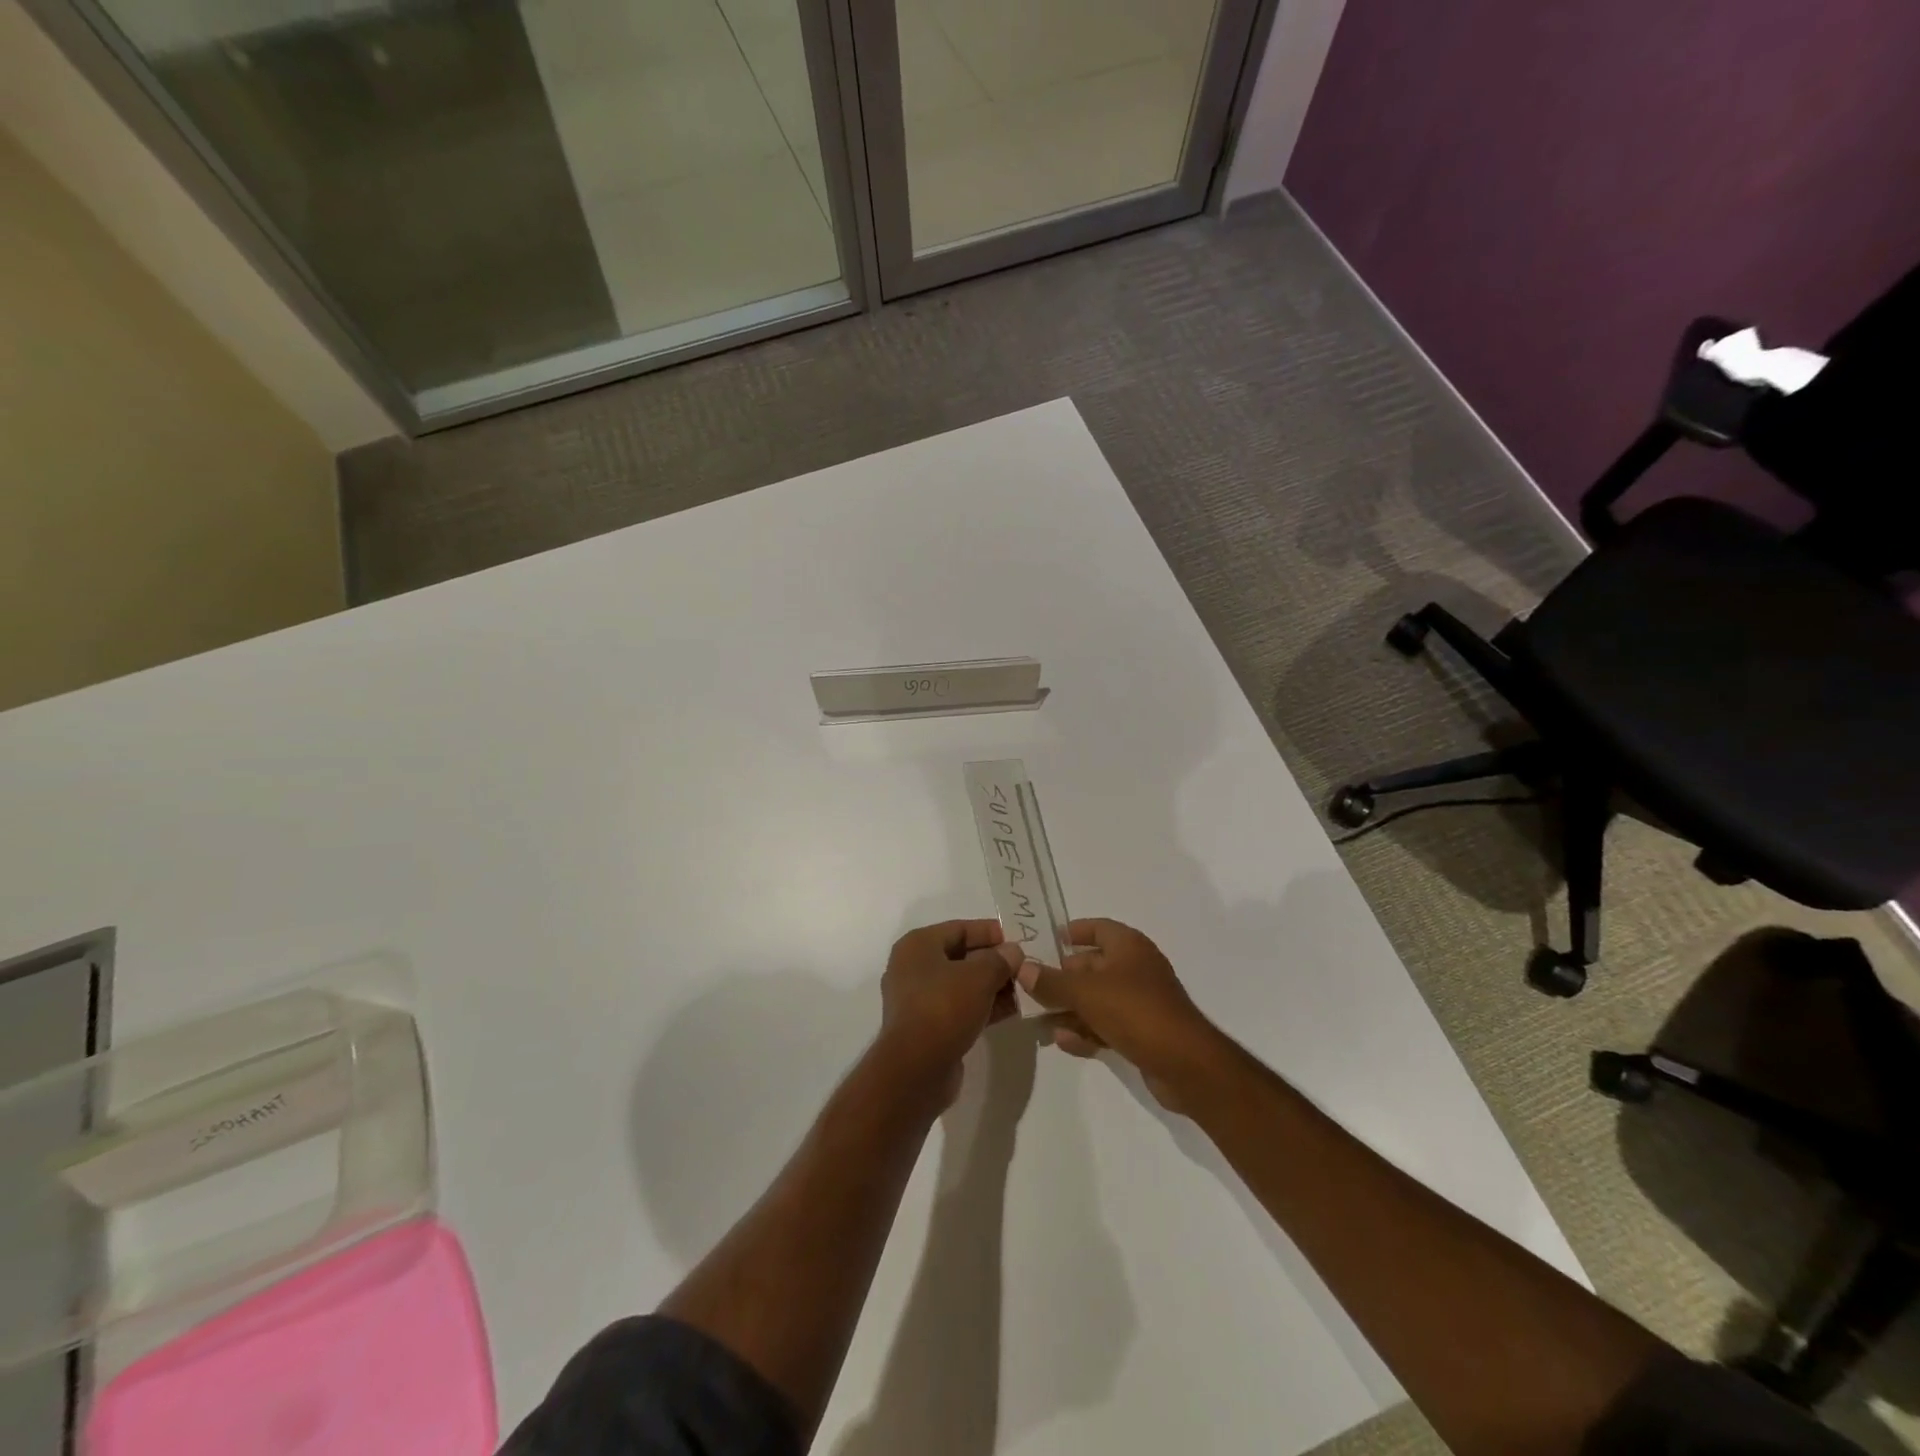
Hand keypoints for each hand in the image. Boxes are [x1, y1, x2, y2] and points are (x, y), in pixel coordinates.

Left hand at [877, 919, 1023, 1104]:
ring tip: (1026, 988)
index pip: (959, 928)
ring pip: (962, 984)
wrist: (916, 1069)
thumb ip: (999, 959)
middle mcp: (914, 968)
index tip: (1019, 939)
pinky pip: (960, 1007)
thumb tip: (1013, 952)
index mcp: (918, 945)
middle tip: (1026, 965)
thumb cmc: (944, 1008)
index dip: (990, 932)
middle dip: (994, 960)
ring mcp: (919, 999)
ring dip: (993, 985)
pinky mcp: (928, 1027)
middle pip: (961, 956)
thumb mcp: (979, 976)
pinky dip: (984, 1006)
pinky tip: (1012, 1010)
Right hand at [1016, 919, 1223, 1110]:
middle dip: (1063, 976)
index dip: (1074, 932)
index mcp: (1129, 947)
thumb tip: (1022, 968)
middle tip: (1031, 985)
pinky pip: (1107, 1025)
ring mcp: (1141, 1003)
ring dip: (1070, 1007)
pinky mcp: (1143, 1033)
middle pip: (1093, 966)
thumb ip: (1052, 981)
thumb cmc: (1135, 1011)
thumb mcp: (1086, 992)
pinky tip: (1062, 1041)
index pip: (1098, 928)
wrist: (1186, 1064)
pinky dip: (1086, 1030)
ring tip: (1039, 1018)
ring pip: (1097, 999)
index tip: (1047, 939)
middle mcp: (1136, 969)